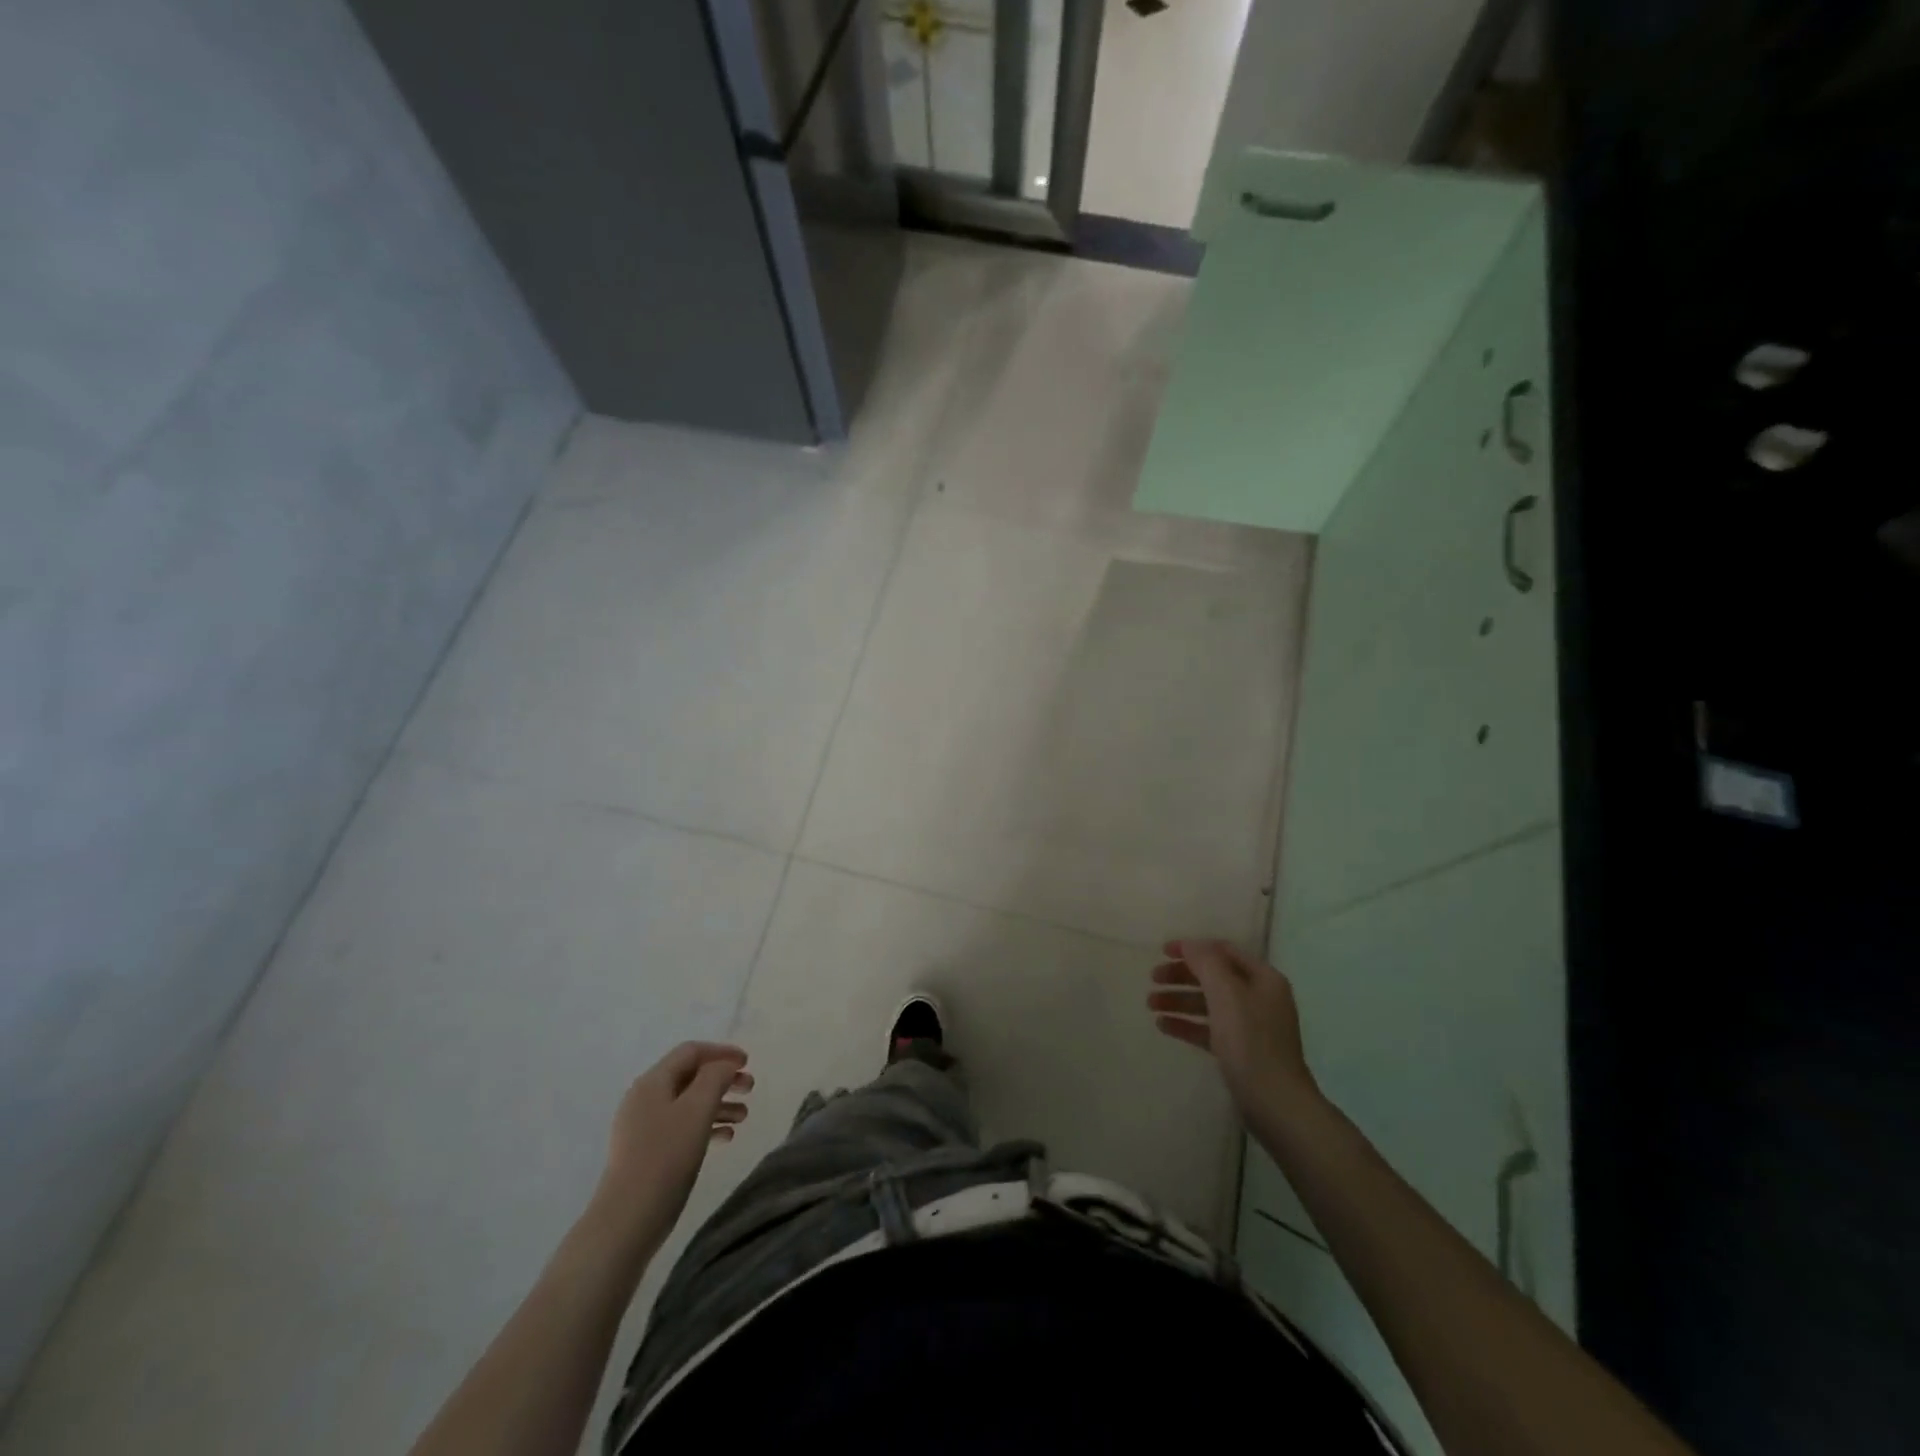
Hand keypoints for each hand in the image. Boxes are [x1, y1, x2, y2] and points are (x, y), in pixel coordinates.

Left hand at [595, 1042, 752, 1246]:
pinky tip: (725, 1138)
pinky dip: (705, 1126)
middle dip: (722, 1079)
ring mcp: (643, 1128)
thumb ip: (715, 1077)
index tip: (748, 1063)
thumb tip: (724, 1065)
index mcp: (653, 1082)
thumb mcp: (697, 1109)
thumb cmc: (666, 1157)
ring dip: (718, 1104)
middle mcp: (645, 1099)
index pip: (691, 1052)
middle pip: (690, 1076)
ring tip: (743, 1117)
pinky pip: (681, 1127)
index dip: (721, 1052)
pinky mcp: (646, 1153)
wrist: (627, 1220)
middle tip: (750, 1089)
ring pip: (688, 1103)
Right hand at [1149, 940, 1321, 1128]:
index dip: (1192, 948)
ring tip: (1150, 1004)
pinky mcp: (1240, 1051)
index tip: (1162, 951)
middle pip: (1214, 977)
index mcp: (1263, 979)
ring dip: (1179, 1000)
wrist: (1276, 1104)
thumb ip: (1206, 963)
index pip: (1223, 951)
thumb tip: (1190, 944)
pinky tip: (1162, 1026)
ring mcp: (1251, 1026)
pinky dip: (1187, 1024)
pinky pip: (1209, 1029)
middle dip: (1181, 976)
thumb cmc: (1250, 1042)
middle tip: (1152, 979)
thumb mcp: (1226, 994)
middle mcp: (1259, 997)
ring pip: (1208, 1004)